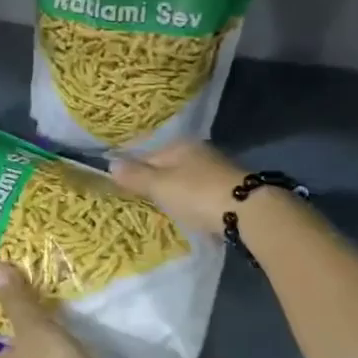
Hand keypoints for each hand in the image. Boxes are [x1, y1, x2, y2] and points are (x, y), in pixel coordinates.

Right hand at [110, 141, 250, 234]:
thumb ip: (136, 176)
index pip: (146, 153)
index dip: (131, 168)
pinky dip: (189, 200)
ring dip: (172, 191)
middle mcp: (198, 152)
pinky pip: (198, 192)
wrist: (246, 212)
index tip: (118, 185)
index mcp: (179, 145)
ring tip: (160, 208)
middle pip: (166, 165)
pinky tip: (186, 211)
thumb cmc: (196, 194)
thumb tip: (111, 163)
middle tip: (137, 200)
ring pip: (184, 178)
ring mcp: (215, 170)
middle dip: (153, 180)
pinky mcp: (227, 189)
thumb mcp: (160, 186)